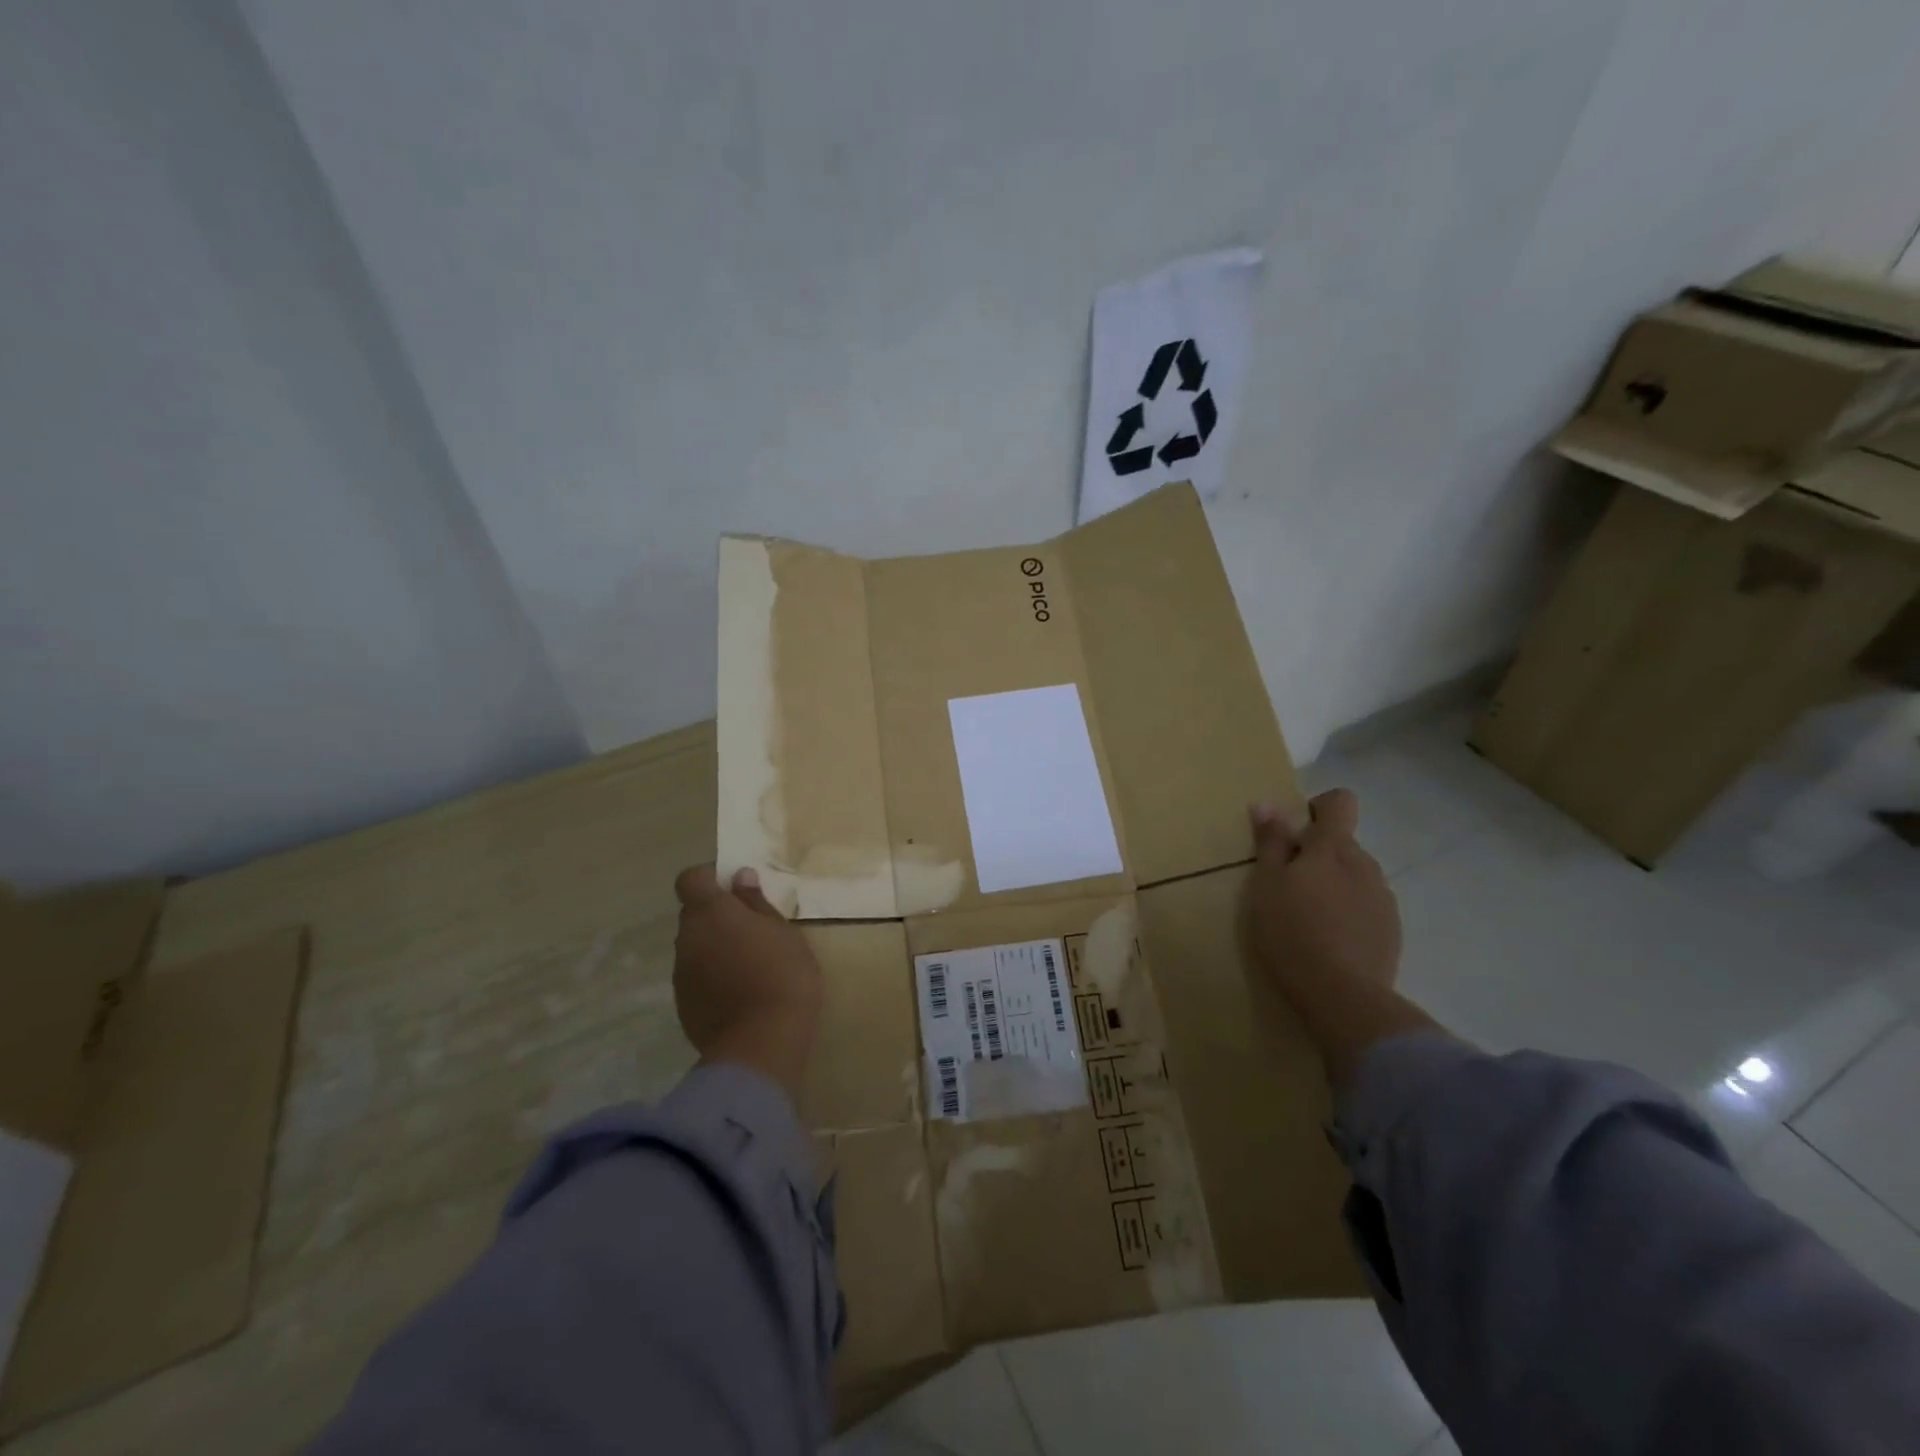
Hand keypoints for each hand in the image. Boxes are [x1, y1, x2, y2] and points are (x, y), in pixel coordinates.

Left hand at [673, 865, 822, 1101]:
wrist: (761, 1044)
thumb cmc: (782, 974)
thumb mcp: (782, 931)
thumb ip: (756, 902)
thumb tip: (740, 877)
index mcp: (710, 912)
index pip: (690, 879)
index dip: (709, 878)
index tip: (736, 888)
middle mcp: (687, 937)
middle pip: (694, 914)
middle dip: (717, 915)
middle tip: (753, 928)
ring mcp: (681, 973)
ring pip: (695, 946)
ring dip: (715, 946)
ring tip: (750, 963)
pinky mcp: (683, 1004)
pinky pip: (696, 976)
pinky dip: (713, 975)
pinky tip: (740, 991)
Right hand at [1245, 789, 1401, 1001]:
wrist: (1343, 996)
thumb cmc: (1292, 932)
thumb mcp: (1266, 885)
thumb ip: (1270, 843)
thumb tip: (1268, 805)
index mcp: (1333, 848)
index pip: (1340, 803)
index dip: (1319, 809)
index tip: (1295, 833)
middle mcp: (1365, 864)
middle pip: (1343, 844)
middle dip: (1318, 856)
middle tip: (1288, 886)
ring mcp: (1383, 898)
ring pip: (1355, 876)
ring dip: (1334, 885)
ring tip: (1309, 918)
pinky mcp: (1392, 930)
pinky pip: (1366, 906)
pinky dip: (1349, 913)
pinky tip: (1330, 940)